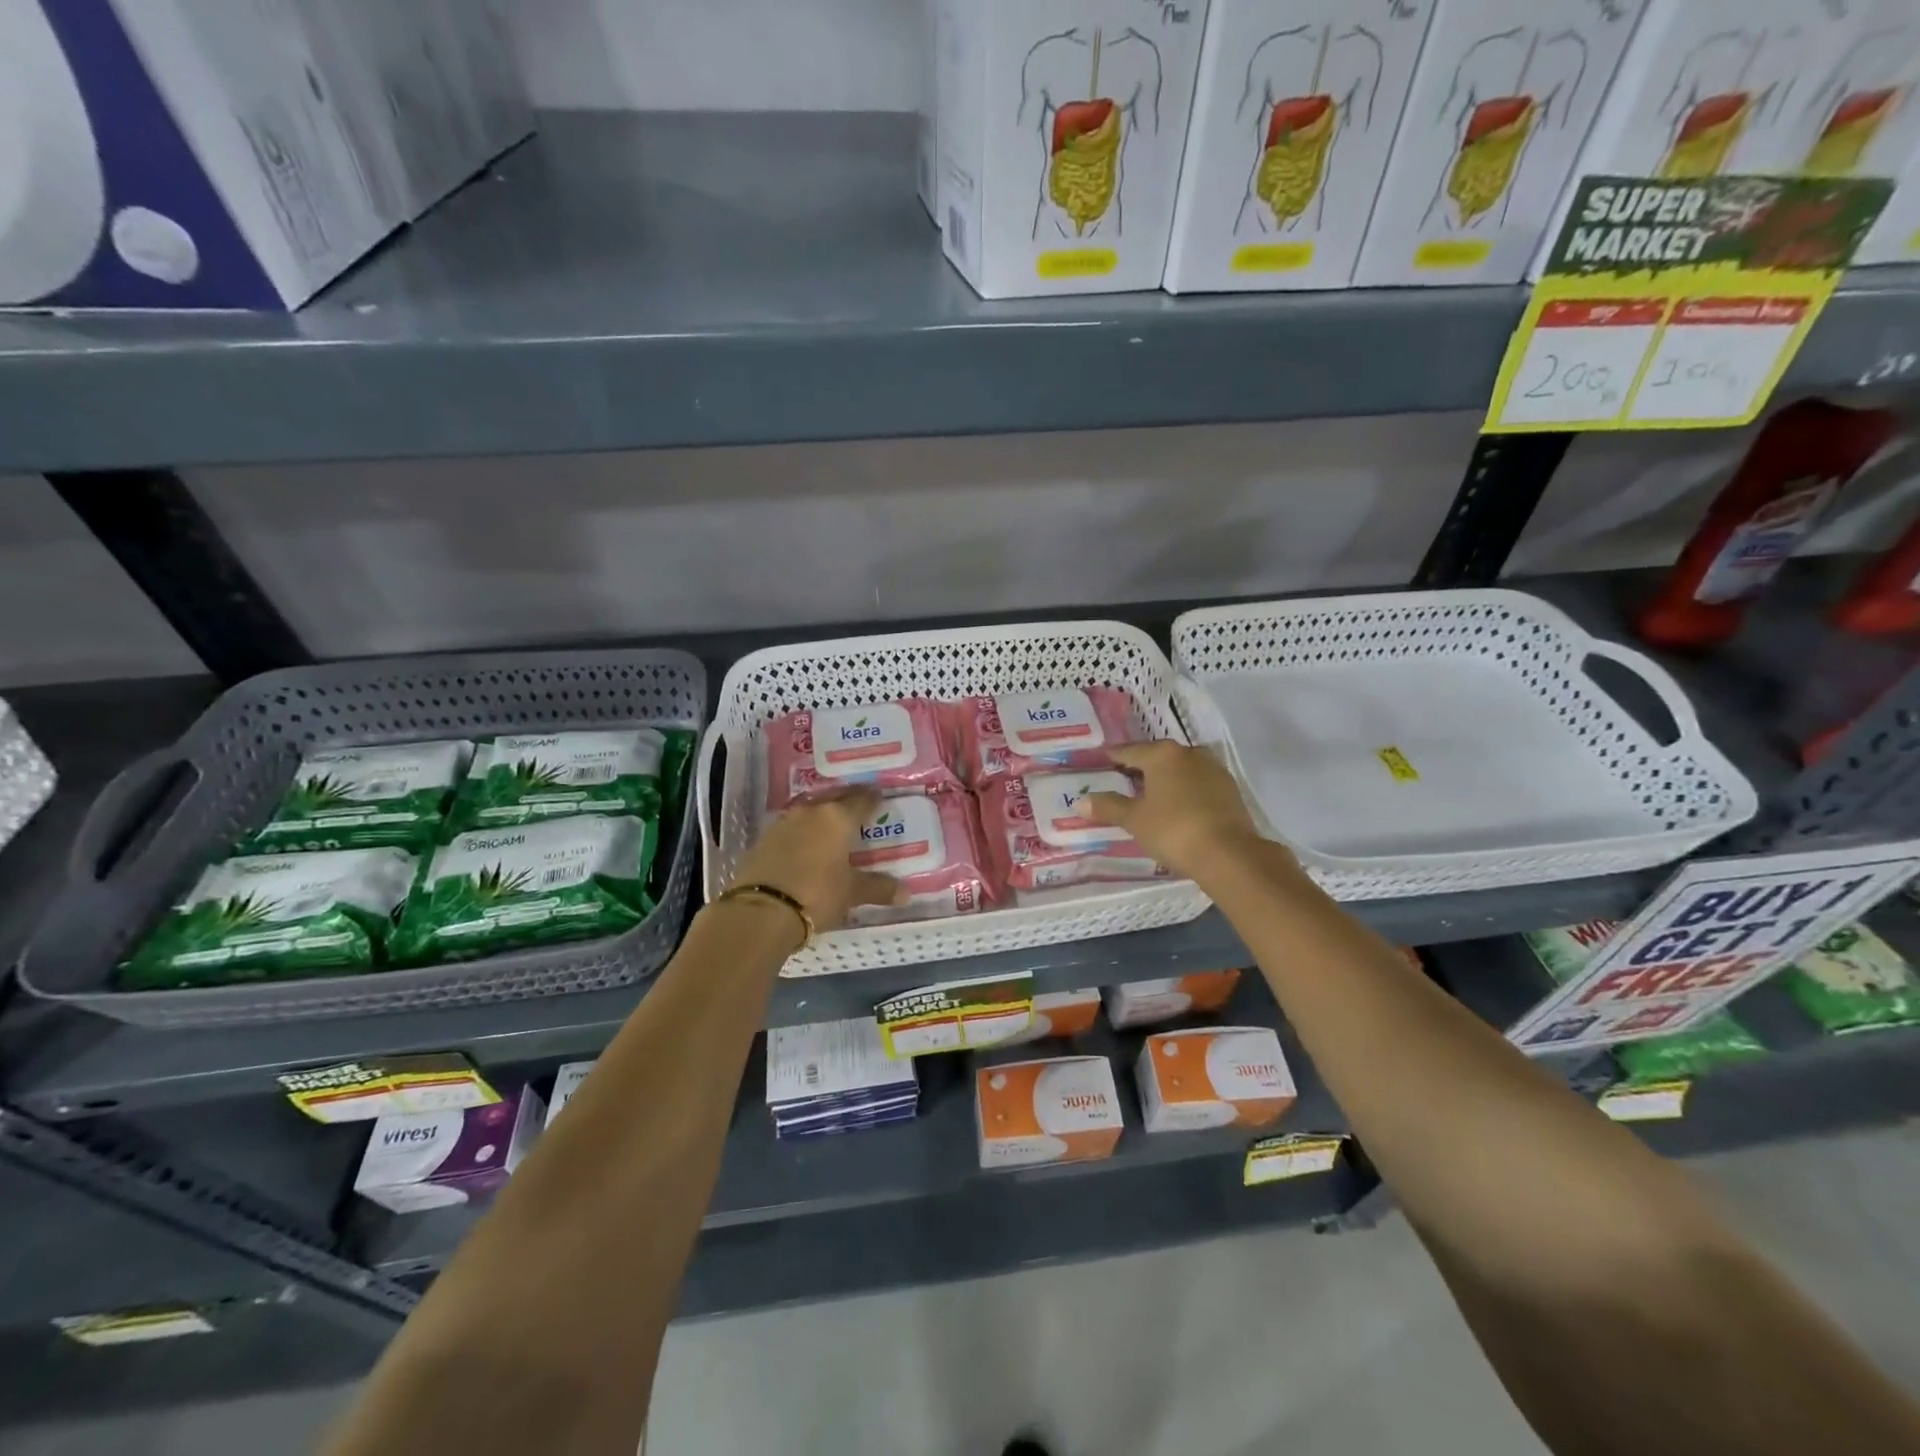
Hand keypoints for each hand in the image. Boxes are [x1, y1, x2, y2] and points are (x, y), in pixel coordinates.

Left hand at [727, 790, 904, 931]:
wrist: (761, 910)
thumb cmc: (816, 894)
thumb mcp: (851, 893)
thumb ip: (878, 888)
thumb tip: (905, 893)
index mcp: (837, 818)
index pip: (861, 800)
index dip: (873, 799)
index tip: (880, 797)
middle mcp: (810, 812)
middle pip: (833, 797)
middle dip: (847, 798)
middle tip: (858, 802)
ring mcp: (783, 824)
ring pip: (809, 810)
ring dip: (821, 813)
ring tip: (832, 821)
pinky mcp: (763, 840)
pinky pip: (790, 827)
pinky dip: (802, 831)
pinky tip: (805, 841)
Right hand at [1084, 741, 1270, 879]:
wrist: (1228, 853)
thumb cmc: (1172, 829)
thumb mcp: (1134, 820)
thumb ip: (1108, 807)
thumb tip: (1081, 801)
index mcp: (1162, 755)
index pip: (1131, 751)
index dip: (1114, 756)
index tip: (1102, 760)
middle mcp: (1189, 754)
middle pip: (1159, 756)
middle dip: (1142, 766)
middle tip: (1125, 778)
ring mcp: (1214, 770)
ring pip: (1182, 768)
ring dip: (1167, 777)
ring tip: (1152, 793)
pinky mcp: (1230, 790)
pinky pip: (1199, 783)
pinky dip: (1186, 790)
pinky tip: (1179, 805)